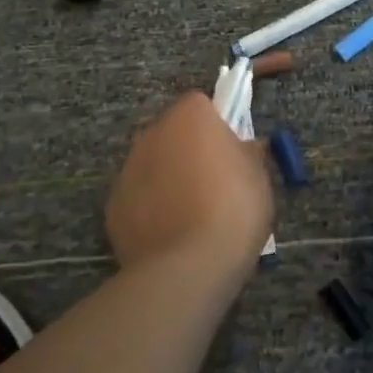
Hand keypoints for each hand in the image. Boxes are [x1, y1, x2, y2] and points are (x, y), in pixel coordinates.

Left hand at [106, 92, 273, 272]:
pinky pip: (139, 197)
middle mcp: (151, 133)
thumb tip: (243, 148)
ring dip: (169, 177)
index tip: (231, 150)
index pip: (202, 103)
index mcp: (189, 116)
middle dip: (189, 148)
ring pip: (153, 163)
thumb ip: (248, 152)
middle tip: (215, 181)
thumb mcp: (259, 175)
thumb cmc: (233, 209)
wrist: (188, 268)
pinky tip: (171, 233)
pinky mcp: (113, 207)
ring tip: (193, 213)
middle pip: (173, 131)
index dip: (218, 124)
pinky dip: (152, 208)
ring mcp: (127, 170)